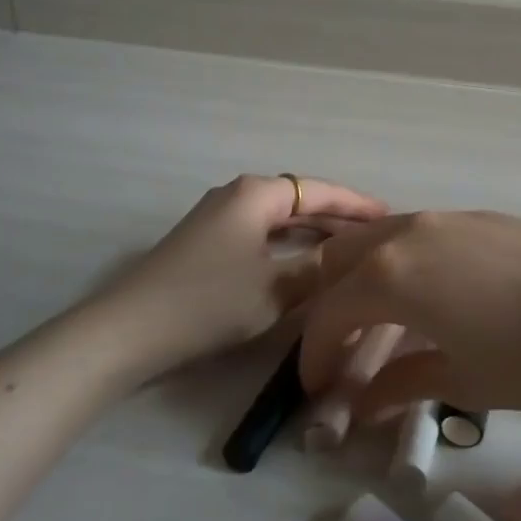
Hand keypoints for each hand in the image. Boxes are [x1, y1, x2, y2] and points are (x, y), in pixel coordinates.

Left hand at [93, 174, 388, 370]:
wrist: (129, 330)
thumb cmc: (208, 302)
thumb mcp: (275, 289)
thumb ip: (318, 271)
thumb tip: (349, 259)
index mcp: (256, 194)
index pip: (319, 190)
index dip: (357, 204)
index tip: (391, 215)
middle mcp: (238, 195)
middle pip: (299, 200)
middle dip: (338, 217)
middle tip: (377, 235)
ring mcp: (218, 217)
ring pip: (279, 218)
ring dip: (313, 232)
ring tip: (351, 247)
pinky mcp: (206, 242)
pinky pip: (262, 233)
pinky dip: (288, 244)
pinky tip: (305, 262)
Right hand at [297, 211, 520, 420]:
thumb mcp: (462, 380)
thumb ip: (402, 385)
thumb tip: (362, 405)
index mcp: (391, 275)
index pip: (329, 313)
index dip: (315, 354)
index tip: (317, 388)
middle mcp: (408, 233)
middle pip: (341, 257)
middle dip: (328, 302)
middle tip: (339, 346)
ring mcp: (445, 218)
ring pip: (380, 237)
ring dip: (363, 275)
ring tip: (379, 318)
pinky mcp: (478, 216)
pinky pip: (418, 233)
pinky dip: (401, 260)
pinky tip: (429, 293)